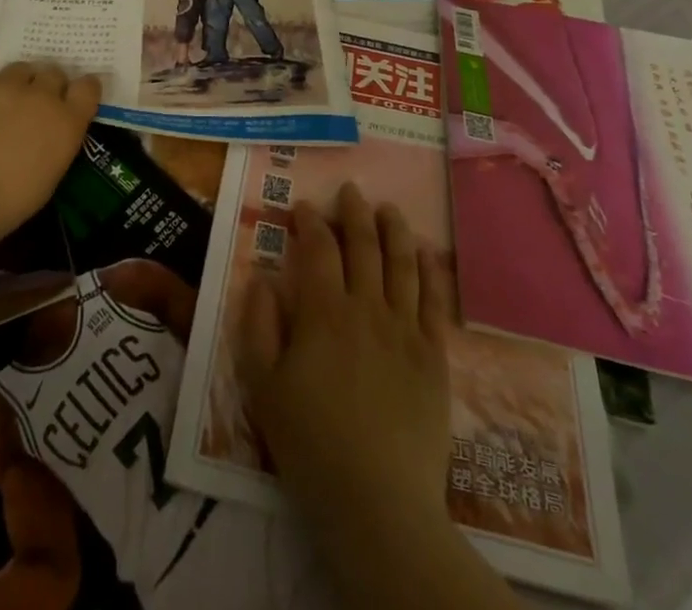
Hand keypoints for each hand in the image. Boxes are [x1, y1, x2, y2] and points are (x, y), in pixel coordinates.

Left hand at [0, 62, 100, 254]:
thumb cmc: (2, 207)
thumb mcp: (47, 179)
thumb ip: (56, 143)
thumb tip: (49, 131)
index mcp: (66, 123)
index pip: (88, 87)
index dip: (80, 90)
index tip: (70, 99)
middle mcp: (41, 95)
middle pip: (53, 72)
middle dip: (45, 86)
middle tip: (29, 107)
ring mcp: (4, 84)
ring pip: (19, 70)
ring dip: (15, 85)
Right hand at [237, 183, 452, 539]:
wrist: (377, 500)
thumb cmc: (310, 443)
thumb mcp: (262, 386)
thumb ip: (257, 326)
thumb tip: (262, 280)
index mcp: (323, 312)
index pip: (317, 249)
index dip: (310, 222)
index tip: (303, 207)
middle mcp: (366, 307)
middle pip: (362, 245)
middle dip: (354, 212)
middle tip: (350, 191)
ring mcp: (404, 328)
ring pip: (402, 262)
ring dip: (394, 229)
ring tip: (388, 208)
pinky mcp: (433, 354)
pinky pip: (434, 300)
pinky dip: (430, 270)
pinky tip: (426, 253)